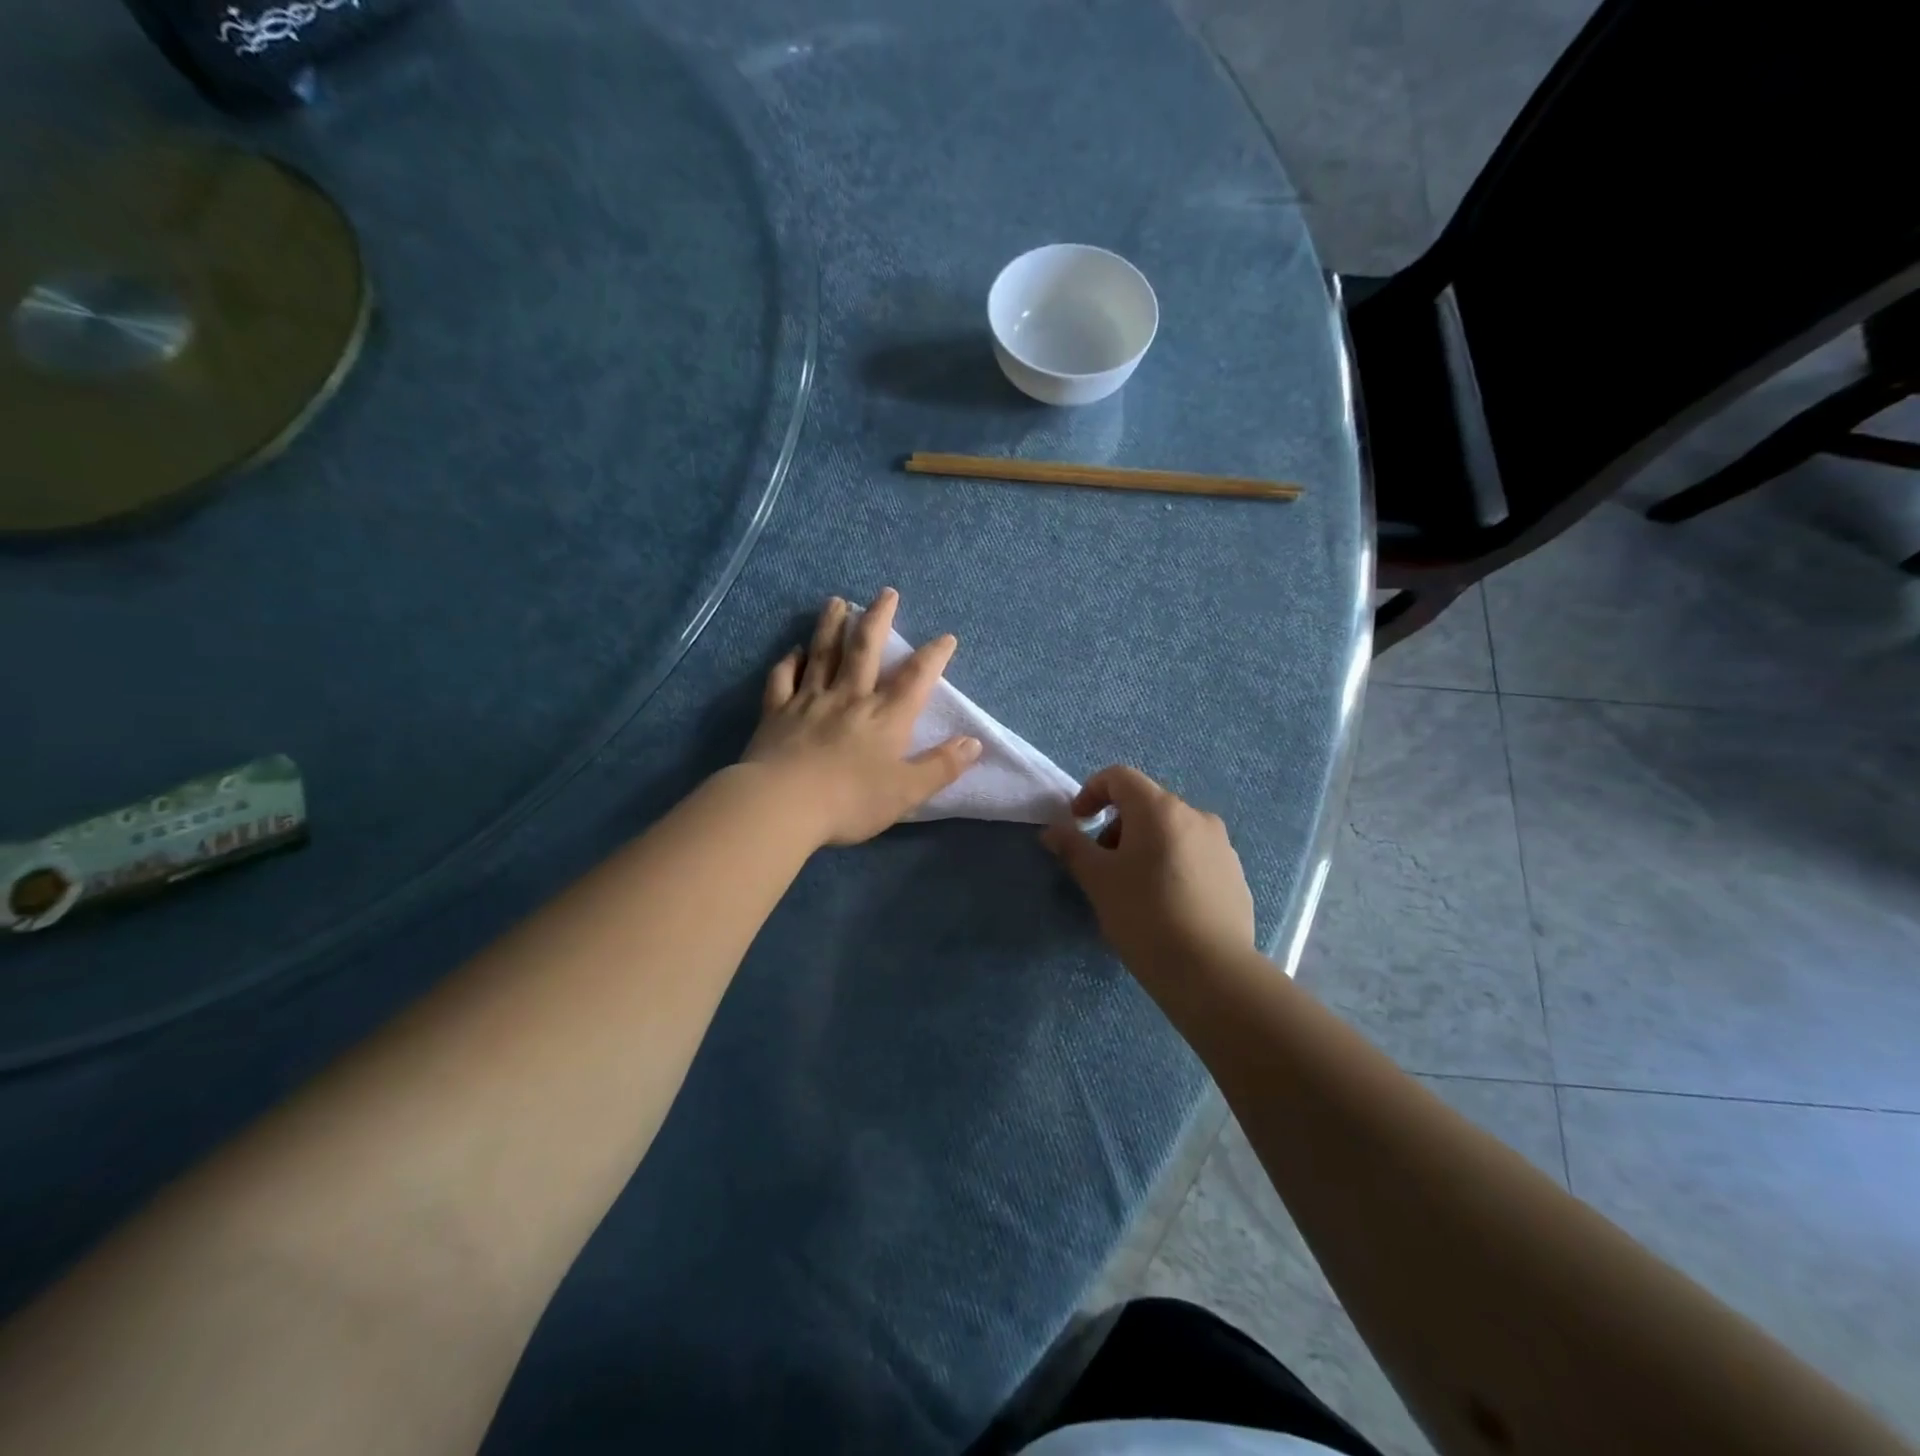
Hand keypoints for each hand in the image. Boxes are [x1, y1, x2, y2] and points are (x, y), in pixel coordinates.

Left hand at [743, 590, 982, 846]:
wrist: (783, 805)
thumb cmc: (851, 801)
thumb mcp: (907, 792)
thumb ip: (942, 766)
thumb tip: (974, 742)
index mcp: (885, 717)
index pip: (916, 678)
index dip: (934, 656)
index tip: (946, 638)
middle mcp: (849, 698)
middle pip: (865, 649)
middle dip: (879, 619)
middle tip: (886, 593)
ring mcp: (809, 701)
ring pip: (823, 654)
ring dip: (832, 625)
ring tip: (838, 602)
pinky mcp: (776, 712)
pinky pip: (783, 678)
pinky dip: (789, 661)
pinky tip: (794, 650)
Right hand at [1041, 765, 1255, 974]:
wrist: (1210, 970)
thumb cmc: (1144, 915)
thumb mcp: (1098, 880)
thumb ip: (1072, 847)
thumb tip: (1052, 832)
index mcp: (1159, 809)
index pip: (1119, 777)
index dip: (1091, 792)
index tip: (1077, 823)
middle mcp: (1196, 816)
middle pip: (1146, 803)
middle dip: (1117, 825)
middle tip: (1102, 864)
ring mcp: (1221, 845)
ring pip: (1171, 830)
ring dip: (1144, 845)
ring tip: (1133, 887)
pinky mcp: (1234, 874)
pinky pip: (1193, 854)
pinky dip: (1171, 864)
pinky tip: (1165, 904)